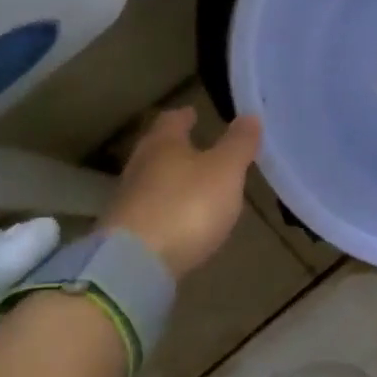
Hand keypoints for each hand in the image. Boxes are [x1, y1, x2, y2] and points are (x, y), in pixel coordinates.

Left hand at [102, 107, 261, 277]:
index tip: (194, 113)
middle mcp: (140, 166)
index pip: (172, 120)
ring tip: (193, 182)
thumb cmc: (187, 205)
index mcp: (163, 143)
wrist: (136, 264)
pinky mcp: (126, 232)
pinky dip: (165, 206)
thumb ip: (238, 144)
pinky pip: (150, 209)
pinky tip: (180, 217)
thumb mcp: (225, 171)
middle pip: (157, 149)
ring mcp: (128, 200)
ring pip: (152, 179)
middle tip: (197, 146)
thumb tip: (250, 115)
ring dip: (170, 178)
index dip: (185, 116)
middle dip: (176, 146)